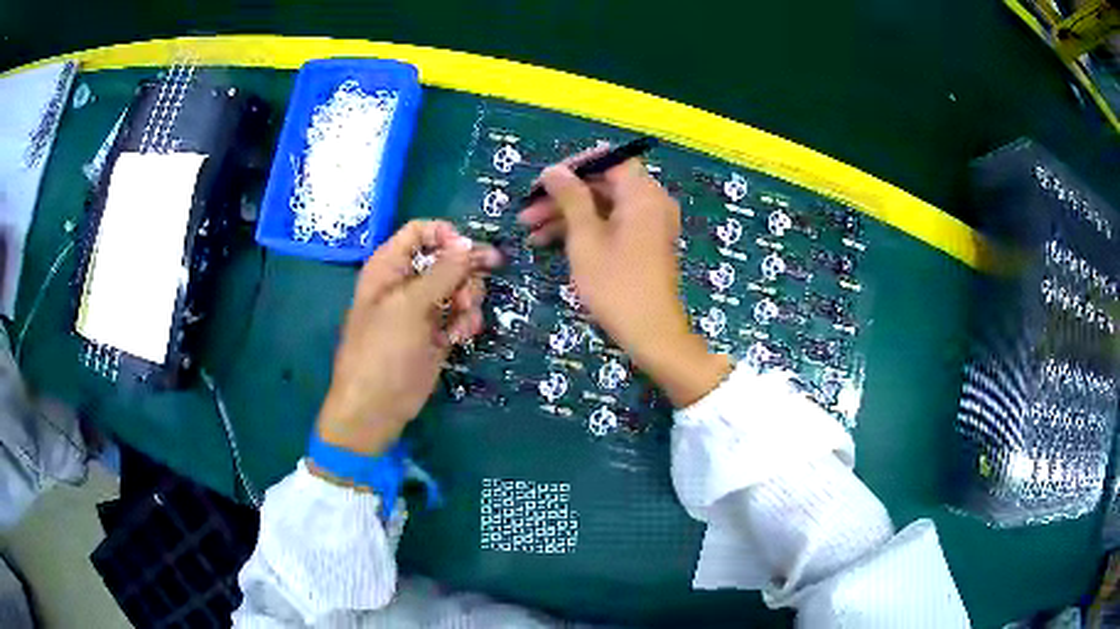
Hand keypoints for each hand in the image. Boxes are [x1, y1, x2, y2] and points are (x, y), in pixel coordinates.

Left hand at [317, 221, 500, 454]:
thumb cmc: (382, 350)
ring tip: (462, 319)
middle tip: (468, 292)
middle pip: (447, 258)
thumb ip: (442, 272)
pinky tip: (459, 336)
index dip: (446, 236)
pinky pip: (461, 314)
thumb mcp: (409, 305)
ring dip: (469, 299)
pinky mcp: (437, 333)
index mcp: (389, 266)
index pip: (420, 231)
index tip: (468, 252)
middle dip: (465, 272)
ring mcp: (423, 308)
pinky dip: (465, 321)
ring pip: (460, 286)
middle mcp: (407, 282)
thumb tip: (469, 243)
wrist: (377, 407)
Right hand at [518, 153, 729, 406]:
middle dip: (562, 196)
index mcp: (642, 194)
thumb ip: (570, 198)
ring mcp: (648, 223)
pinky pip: (612, 223)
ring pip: (603, 206)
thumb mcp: (585, 239)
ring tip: (529, 232)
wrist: (651, 334)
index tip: (542, 182)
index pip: (607, 159)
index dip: (572, 166)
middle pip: (602, 183)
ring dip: (567, 215)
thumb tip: (553, 170)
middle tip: (526, 213)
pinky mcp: (643, 243)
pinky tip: (549, 243)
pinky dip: (584, 230)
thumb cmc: (616, 285)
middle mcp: (650, 201)